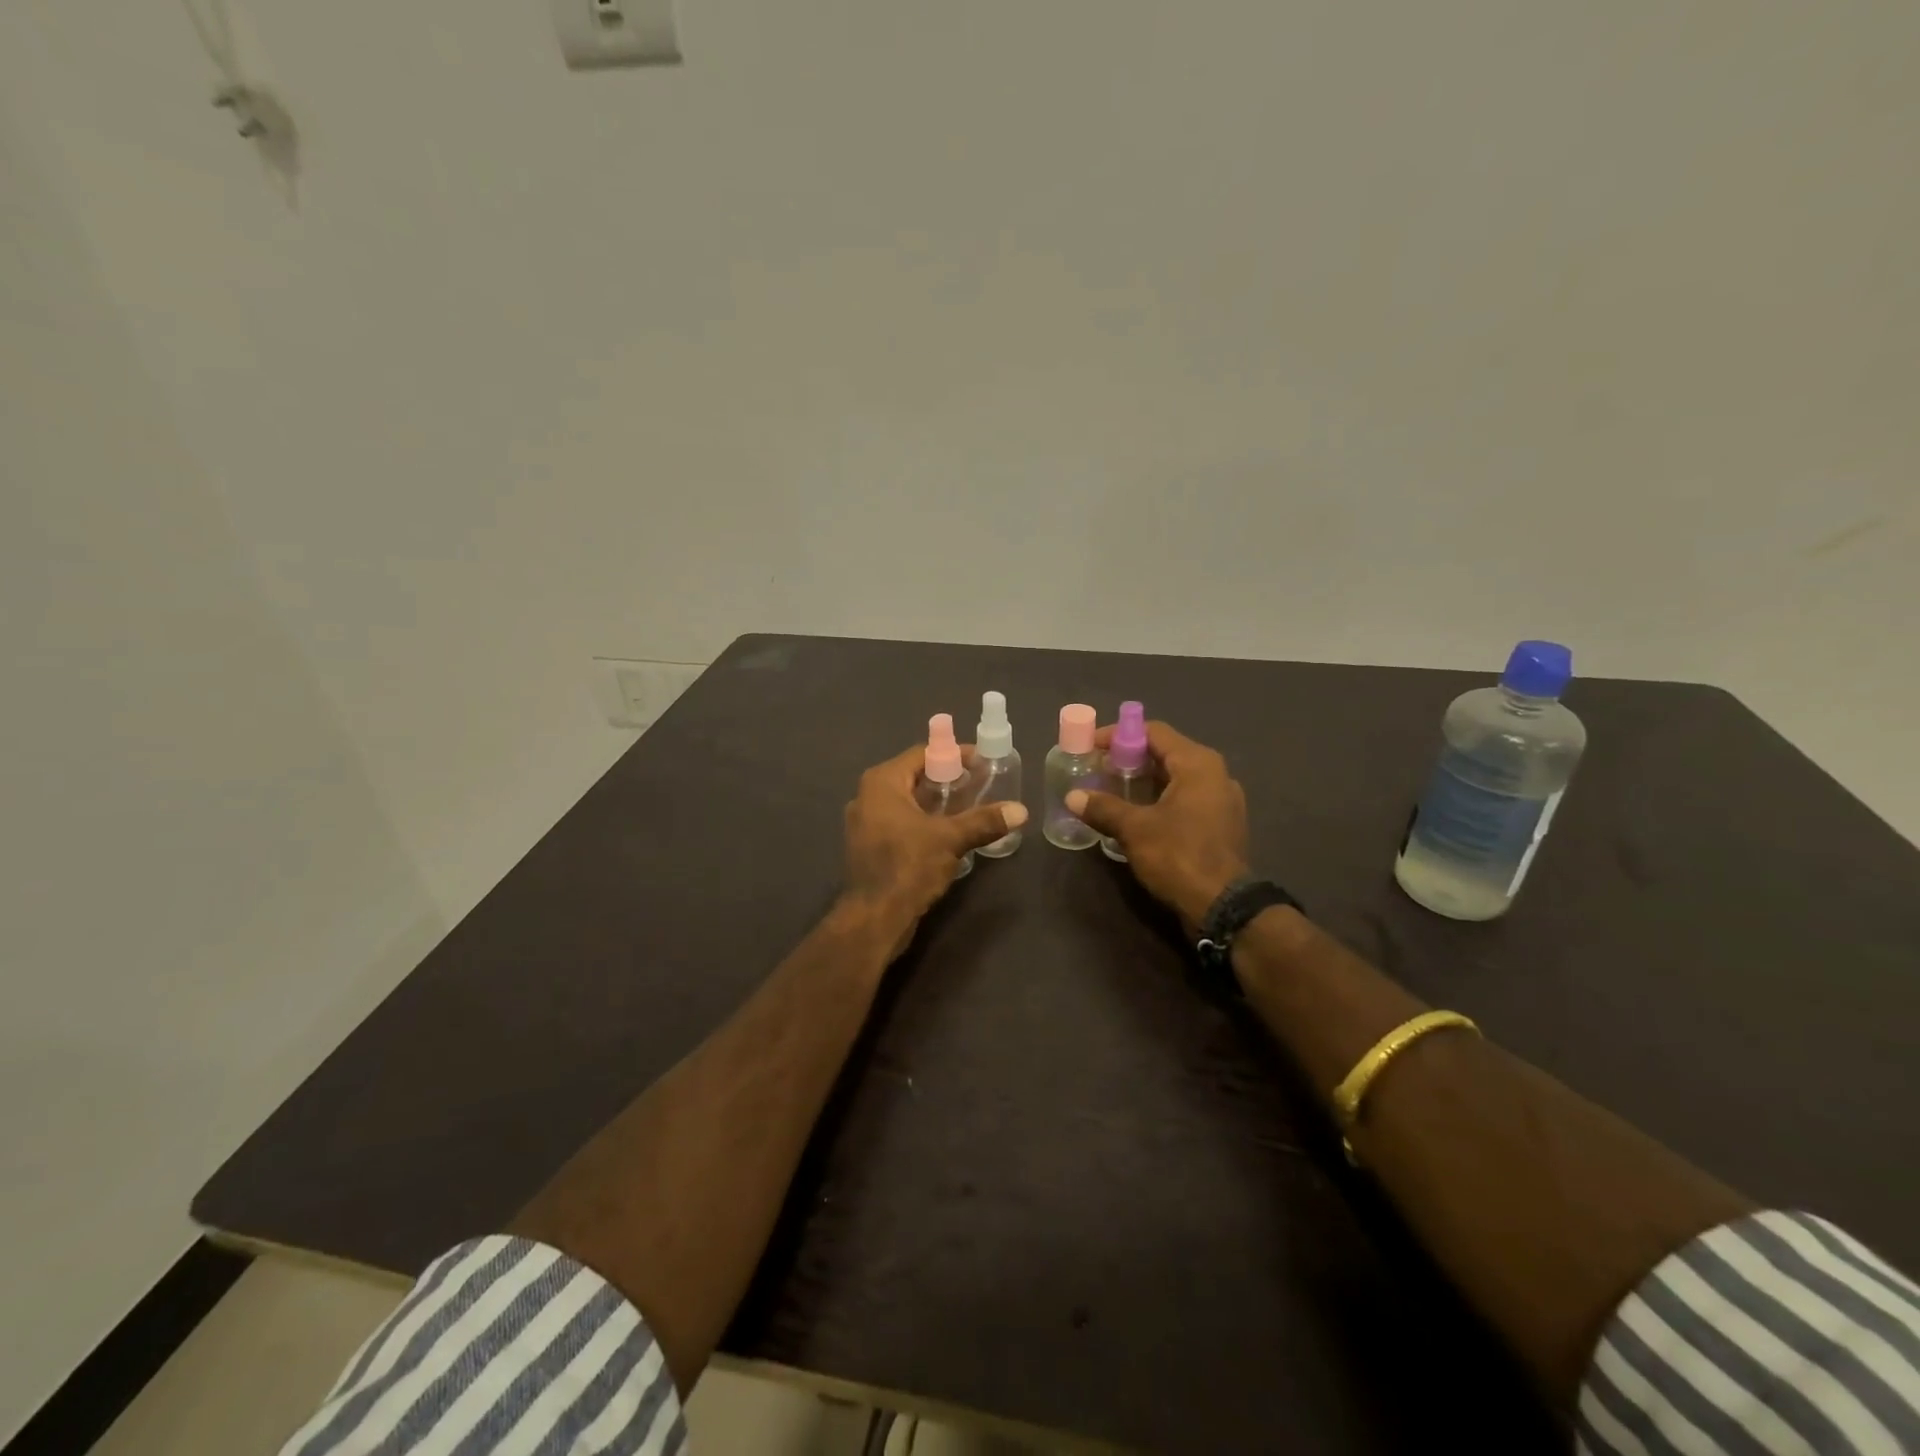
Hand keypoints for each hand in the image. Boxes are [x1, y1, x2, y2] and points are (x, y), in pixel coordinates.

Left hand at [839, 744, 1027, 952]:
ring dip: (936, 802)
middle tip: (978, 783)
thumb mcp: (951, 839)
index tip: (981, 762)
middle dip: (946, 779)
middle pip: (914, 776)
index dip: (953, 755)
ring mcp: (865, 822)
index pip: (922, 754)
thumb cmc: (908, 866)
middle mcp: (867, 796)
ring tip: (968, 806)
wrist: (874, 918)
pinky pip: (900, 821)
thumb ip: (984, 821)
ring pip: (907, 801)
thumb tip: (1021, 811)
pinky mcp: (869, 846)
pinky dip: (923, 820)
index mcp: (881, 782)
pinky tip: (948, 832)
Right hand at [1065, 721, 1248, 931]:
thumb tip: (1073, 797)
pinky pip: (1185, 800)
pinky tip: (1136, 816)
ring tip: (1111, 792)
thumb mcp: (1134, 829)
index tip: (1091, 747)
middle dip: (1128, 760)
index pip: (1153, 732)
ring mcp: (1222, 801)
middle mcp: (1215, 775)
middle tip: (1097, 770)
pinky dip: (1159, 801)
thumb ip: (1103, 808)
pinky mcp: (1220, 825)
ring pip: (1175, 778)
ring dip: (1143, 782)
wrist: (1222, 907)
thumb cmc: (1179, 856)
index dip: (1118, 735)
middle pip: (1165, 753)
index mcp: (1198, 764)